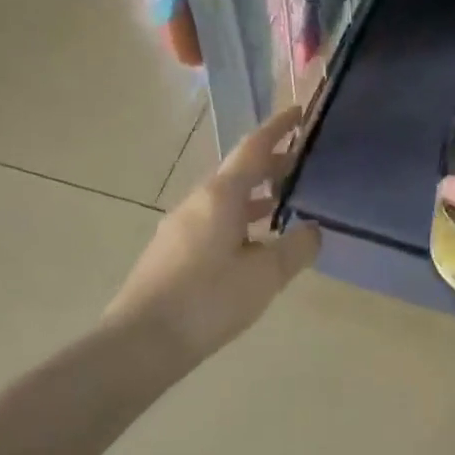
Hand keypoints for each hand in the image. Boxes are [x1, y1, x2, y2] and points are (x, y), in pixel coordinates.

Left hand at [105, 106, 321, 366]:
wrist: (141, 342)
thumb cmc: (208, 300)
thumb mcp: (266, 275)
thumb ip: (296, 247)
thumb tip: (314, 229)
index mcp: (221, 196)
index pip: (254, 148)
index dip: (278, 128)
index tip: (300, 112)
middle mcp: (198, 202)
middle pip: (239, 171)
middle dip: (272, 163)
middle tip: (303, 162)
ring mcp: (181, 226)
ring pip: (226, 198)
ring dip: (256, 194)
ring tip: (285, 201)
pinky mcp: (173, 251)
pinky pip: (215, 220)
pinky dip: (241, 218)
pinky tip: (254, 243)